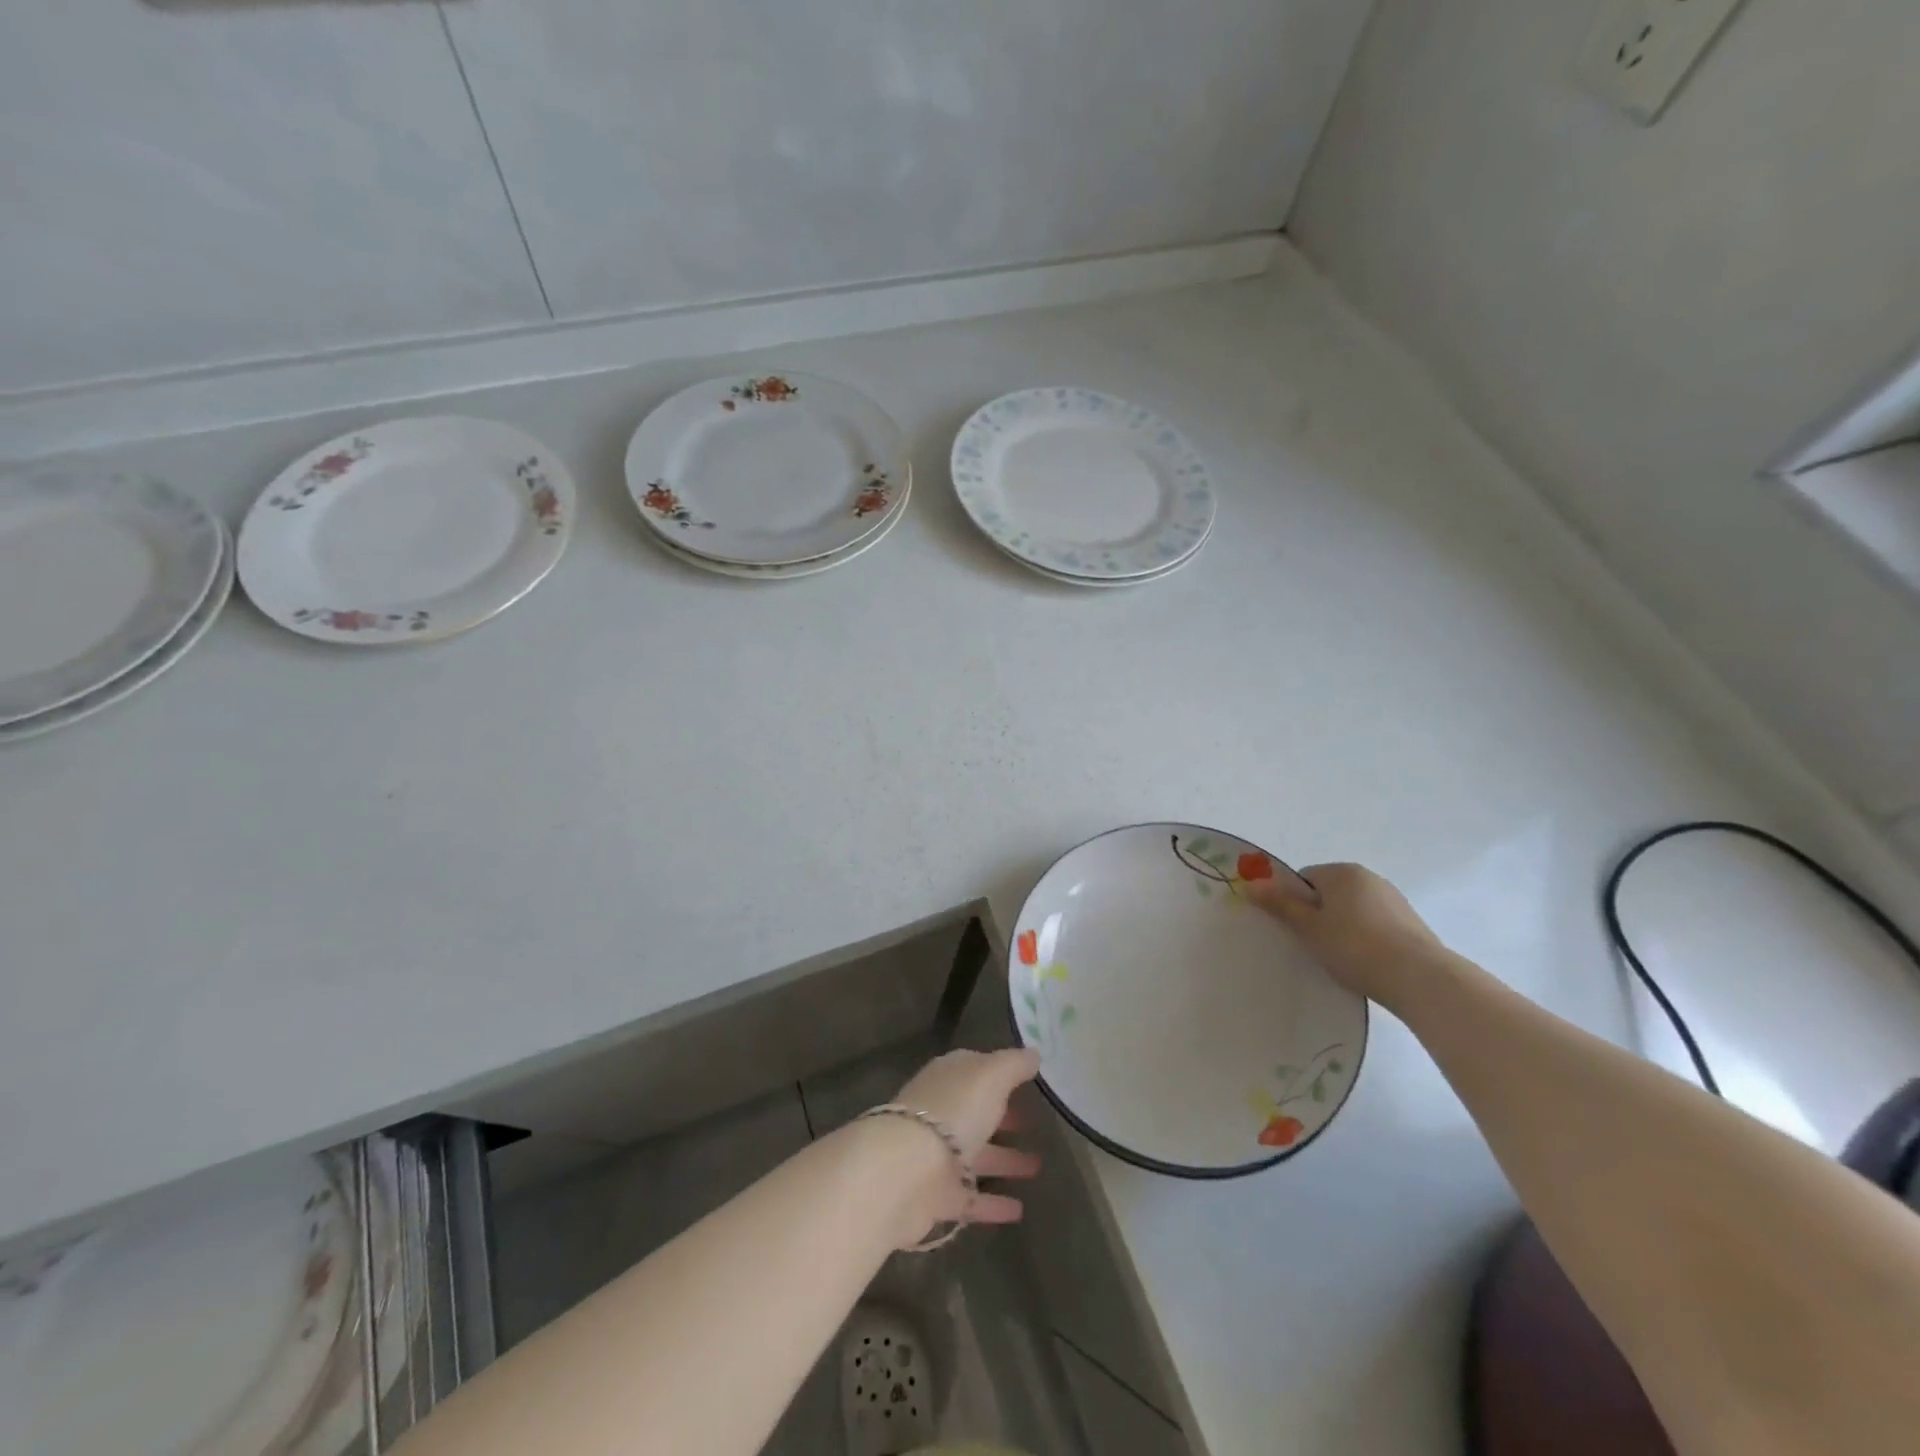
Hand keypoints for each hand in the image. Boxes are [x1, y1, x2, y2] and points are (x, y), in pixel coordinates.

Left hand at [886, 1048, 1041, 1244]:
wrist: (906, 1172)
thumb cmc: (952, 1111)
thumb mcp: (990, 1076)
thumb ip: (1013, 1064)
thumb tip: (1033, 1054)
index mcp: (949, 1079)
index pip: (975, 1069)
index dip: (999, 1073)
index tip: (1027, 1081)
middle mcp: (941, 1113)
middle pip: (975, 1112)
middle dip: (1002, 1117)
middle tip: (1034, 1124)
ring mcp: (937, 1156)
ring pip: (976, 1155)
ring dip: (1004, 1160)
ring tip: (1037, 1167)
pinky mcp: (937, 1196)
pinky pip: (971, 1198)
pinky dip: (993, 1204)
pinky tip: (1019, 1210)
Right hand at [1245, 862, 1449, 1006]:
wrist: (1420, 978)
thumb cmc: (1355, 947)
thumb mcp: (1309, 927)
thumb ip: (1280, 904)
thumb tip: (1251, 883)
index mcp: (1342, 872)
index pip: (1305, 879)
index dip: (1294, 903)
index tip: (1296, 930)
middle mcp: (1369, 878)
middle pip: (1330, 893)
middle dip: (1319, 915)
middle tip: (1314, 945)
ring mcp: (1394, 900)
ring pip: (1353, 910)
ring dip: (1343, 928)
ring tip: (1341, 959)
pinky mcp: (1411, 924)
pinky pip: (1375, 925)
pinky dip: (1366, 939)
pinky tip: (1366, 964)